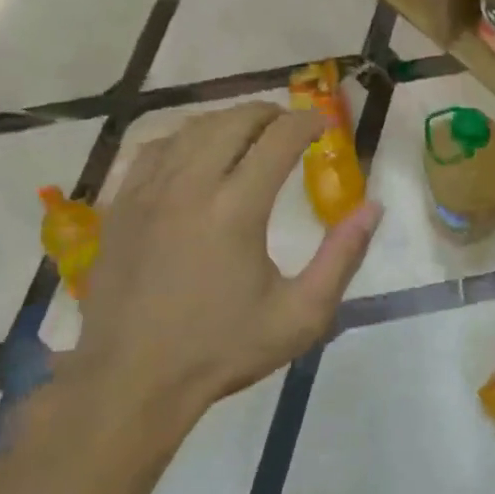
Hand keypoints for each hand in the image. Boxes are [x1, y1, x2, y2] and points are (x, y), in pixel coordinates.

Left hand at [61, 103, 379, 434]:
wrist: (133, 379)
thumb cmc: (223, 349)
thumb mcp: (301, 315)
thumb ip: (342, 257)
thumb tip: (372, 207)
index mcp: (236, 209)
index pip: (278, 139)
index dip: (306, 122)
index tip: (323, 124)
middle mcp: (190, 186)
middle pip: (233, 121)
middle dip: (269, 114)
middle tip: (290, 125)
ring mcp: (148, 192)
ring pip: (191, 128)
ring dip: (227, 121)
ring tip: (249, 132)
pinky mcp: (121, 205)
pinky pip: (154, 149)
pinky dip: (184, 138)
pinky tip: (194, 152)